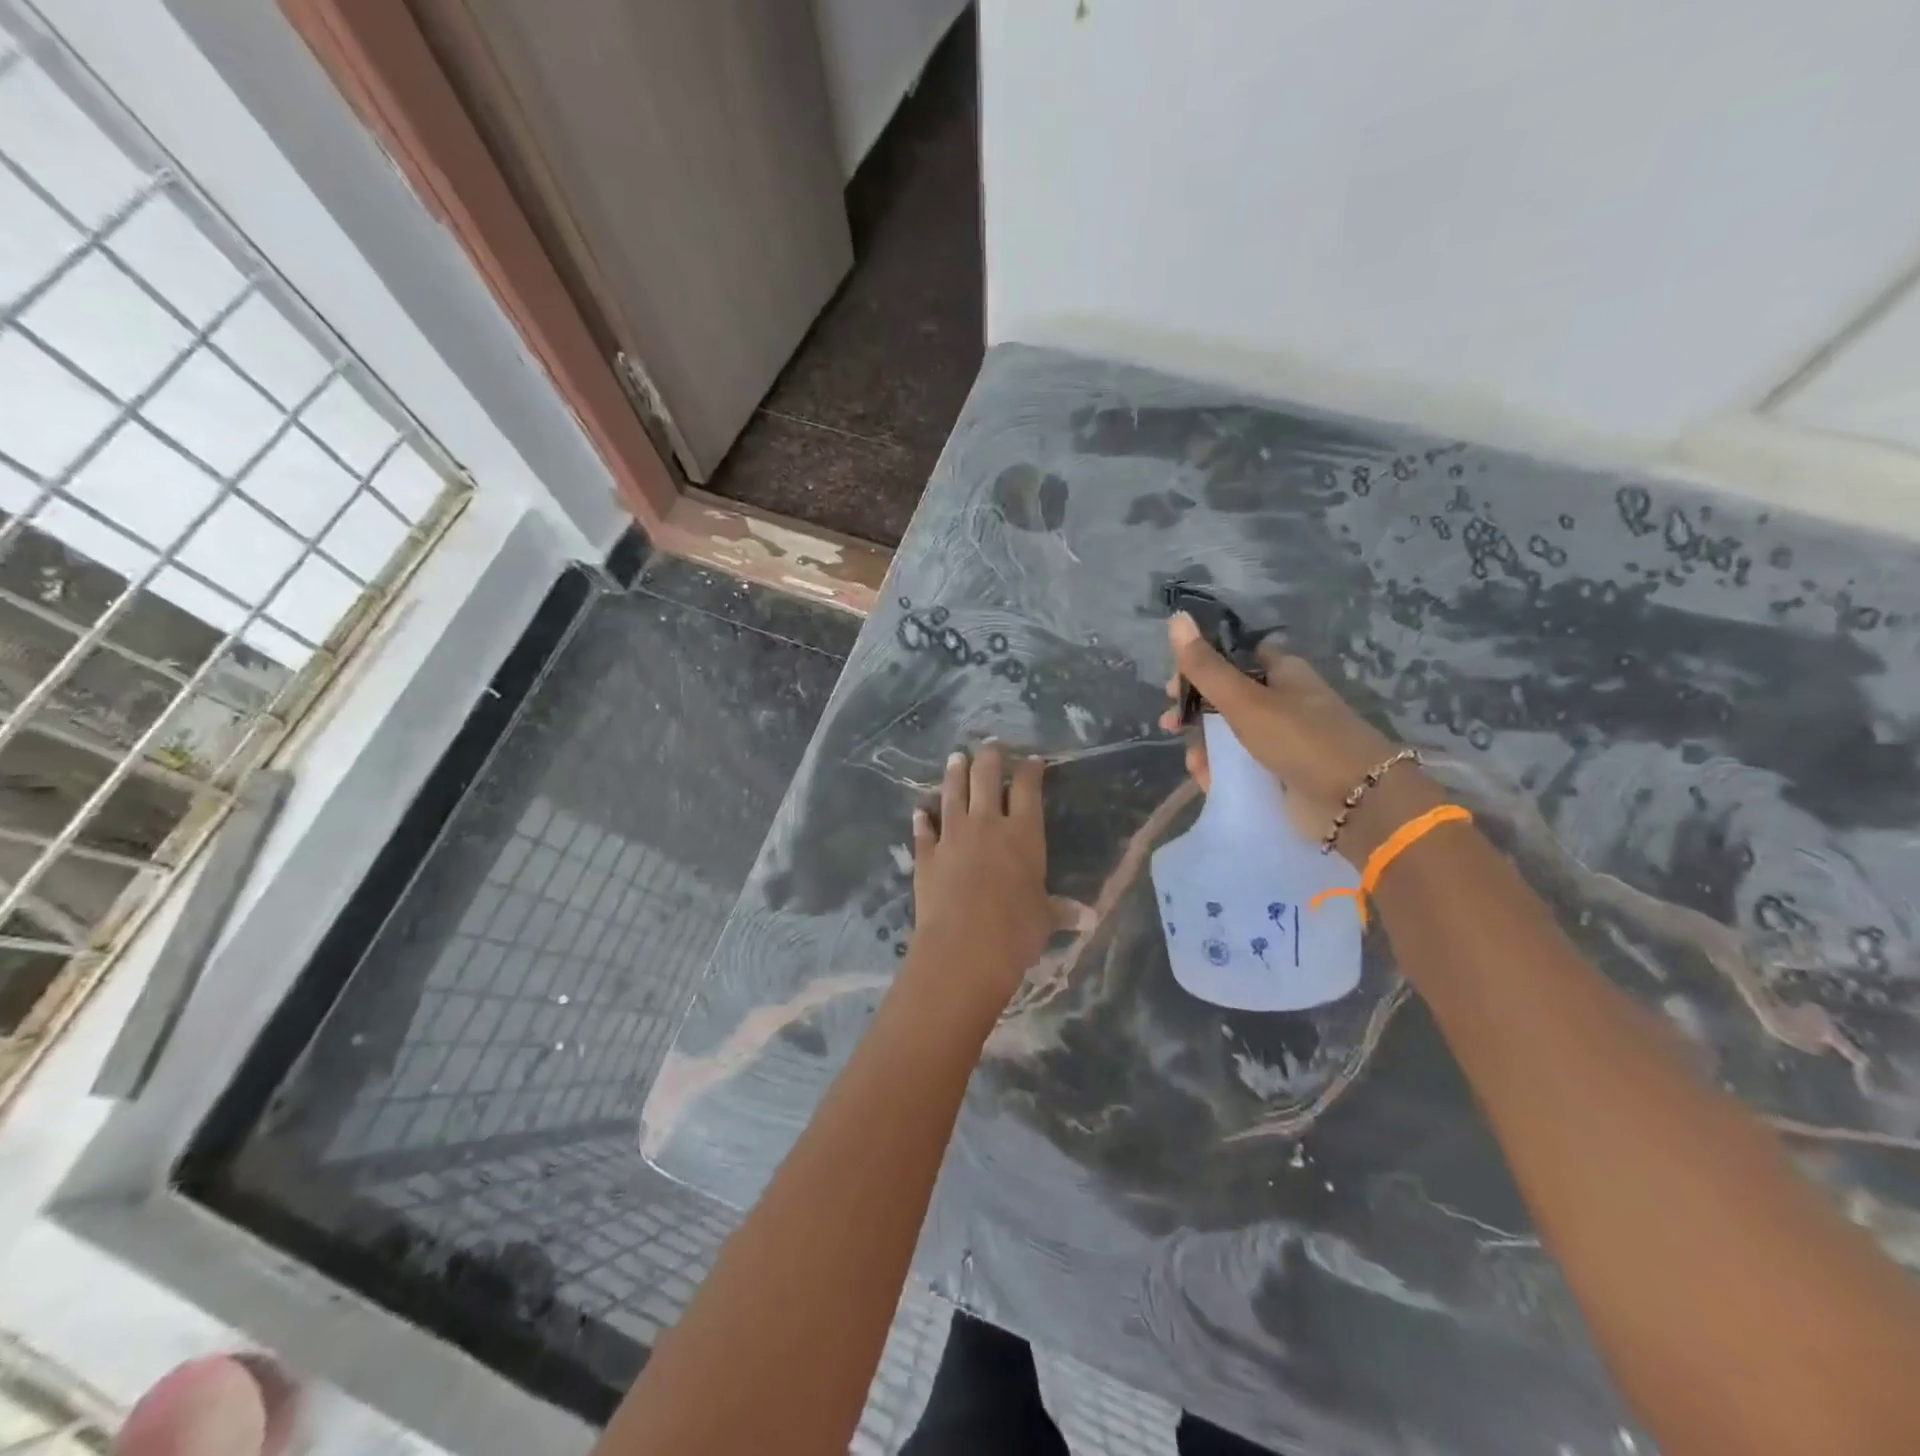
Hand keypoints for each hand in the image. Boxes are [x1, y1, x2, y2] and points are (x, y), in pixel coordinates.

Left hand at [905, 742, 1050, 1017]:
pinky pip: (924, 831)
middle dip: (990, 758)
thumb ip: (1061, 911)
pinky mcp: (926, 856)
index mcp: (1023, 834)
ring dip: (954, 774)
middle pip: (986, 779)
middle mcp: (987, 825)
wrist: (963, 948)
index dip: (1030, 770)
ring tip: (956, 757)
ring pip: (953, 795)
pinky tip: (920, 811)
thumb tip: (1090, 917)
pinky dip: (922, 820)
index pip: (1028, 789)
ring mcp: (953, 837)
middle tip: (990, 744)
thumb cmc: (1016, 931)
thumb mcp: (1044, 919)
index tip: (1031, 759)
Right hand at [1158, 613, 1440, 859]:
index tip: (1172, 686)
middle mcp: (1281, 699)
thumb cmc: (1301, 739)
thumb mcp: (1245, 700)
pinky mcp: (1280, 770)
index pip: (1231, 656)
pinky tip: (1208, 780)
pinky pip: (1240, 763)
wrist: (1356, 801)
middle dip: (1194, 712)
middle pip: (1225, 696)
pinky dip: (1221, 770)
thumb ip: (1206, 666)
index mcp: (1281, 671)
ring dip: (1204, 745)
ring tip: (1195, 764)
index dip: (1199, 665)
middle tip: (1171, 725)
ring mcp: (1282, 736)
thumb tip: (1176, 617)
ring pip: (1229, 733)